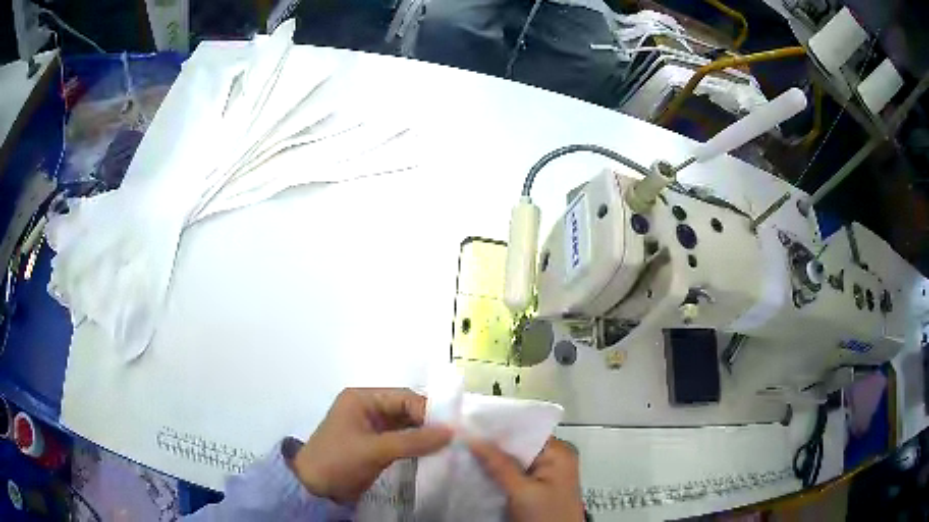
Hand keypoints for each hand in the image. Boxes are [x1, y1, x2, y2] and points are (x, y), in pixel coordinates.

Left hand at [290, 388, 451, 503]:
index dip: (428, 411)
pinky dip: (416, 447)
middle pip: (406, 411)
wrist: (312, 488)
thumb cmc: (338, 461)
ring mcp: (371, 428)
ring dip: (424, 436)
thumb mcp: (374, 450)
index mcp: (362, 399)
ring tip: (449, 448)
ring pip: (406, 427)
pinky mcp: (375, 445)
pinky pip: (401, 441)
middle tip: (454, 439)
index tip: (451, 429)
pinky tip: (433, 456)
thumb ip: (413, 441)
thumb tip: (452, 432)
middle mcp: (368, 408)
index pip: (404, 398)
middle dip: (428, 423)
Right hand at [470, 437, 584, 521]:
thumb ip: (500, 465)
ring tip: (465, 453)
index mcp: (559, 452)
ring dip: (493, 461)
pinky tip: (479, 472)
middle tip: (462, 441)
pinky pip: (515, 475)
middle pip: (519, 446)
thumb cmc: (546, 516)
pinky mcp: (537, 489)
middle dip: (492, 446)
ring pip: (514, 461)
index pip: (525, 431)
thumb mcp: (522, 491)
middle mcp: (555, 459)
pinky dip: (499, 474)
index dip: (498, 428)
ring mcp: (546, 475)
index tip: (469, 425)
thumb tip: (474, 438)